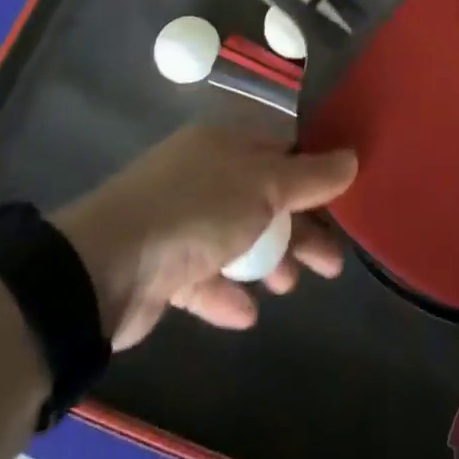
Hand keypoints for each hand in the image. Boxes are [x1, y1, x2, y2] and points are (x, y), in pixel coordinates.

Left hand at [50, 127, 355, 349]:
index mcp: (225, 144)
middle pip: (264, 198)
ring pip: (237, 238)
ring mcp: (179, 220)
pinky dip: (227, 292)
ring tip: (289, 288)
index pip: (280, 150)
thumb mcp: (263, 186)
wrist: (105, 267)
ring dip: (266, 262)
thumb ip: (310, 177)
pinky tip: (246, 314)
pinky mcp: (162, 266)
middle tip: (331, 264)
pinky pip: (205, 277)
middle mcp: (203, 174)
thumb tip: (352, 157)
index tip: (343, 202)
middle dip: (299, 230)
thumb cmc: (196, 210)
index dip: (313, 175)